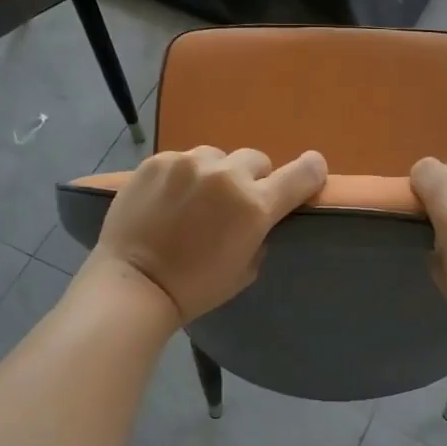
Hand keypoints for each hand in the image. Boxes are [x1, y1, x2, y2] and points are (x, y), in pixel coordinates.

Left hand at [86, 146, 327, 322]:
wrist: (134, 284)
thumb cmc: (195, 288)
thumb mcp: (246, 270)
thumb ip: (260, 234)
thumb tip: (257, 217)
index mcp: (254, 206)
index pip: (301, 174)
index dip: (311, 171)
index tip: (312, 170)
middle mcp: (226, 176)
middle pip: (257, 160)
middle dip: (252, 179)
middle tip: (233, 203)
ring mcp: (188, 163)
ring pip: (217, 157)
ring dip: (215, 174)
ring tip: (195, 200)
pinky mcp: (157, 161)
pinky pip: (182, 160)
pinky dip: (182, 176)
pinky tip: (168, 199)